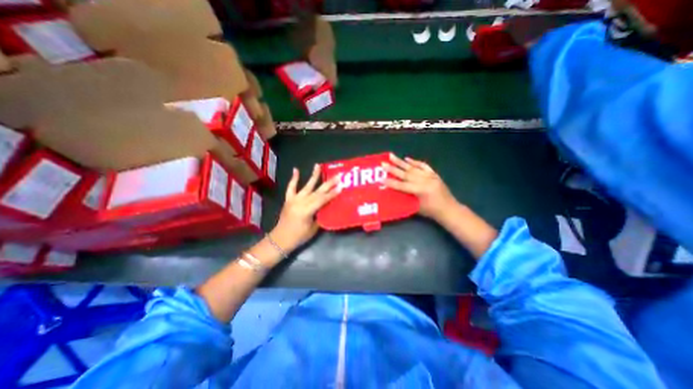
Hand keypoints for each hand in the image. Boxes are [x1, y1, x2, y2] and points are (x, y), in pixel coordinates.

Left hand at [269, 163, 339, 251]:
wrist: (280, 239)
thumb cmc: (299, 237)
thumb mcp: (313, 228)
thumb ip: (320, 216)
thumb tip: (327, 207)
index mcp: (307, 211)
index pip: (323, 200)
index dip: (332, 193)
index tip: (341, 186)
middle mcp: (300, 202)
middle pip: (317, 191)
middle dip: (328, 183)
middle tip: (337, 175)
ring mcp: (293, 199)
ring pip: (306, 186)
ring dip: (313, 176)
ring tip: (318, 165)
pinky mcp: (288, 199)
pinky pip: (291, 188)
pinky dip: (294, 179)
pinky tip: (296, 170)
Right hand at [385, 154, 459, 220]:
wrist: (449, 209)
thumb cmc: (432, 212)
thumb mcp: (416, 207)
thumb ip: (406, 198)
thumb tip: (394, 192)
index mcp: (421, 191)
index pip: (402, 186)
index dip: (391, 183)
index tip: (381, 178)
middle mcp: (425, 181)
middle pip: (406, 174)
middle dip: (393, 169)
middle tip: (383, 163)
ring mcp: (430, 176)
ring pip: (413, 168)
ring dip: (401, 162)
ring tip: (391, 156)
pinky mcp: (433, 174)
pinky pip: (423, 165)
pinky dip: (415, 162)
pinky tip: (407, 158)